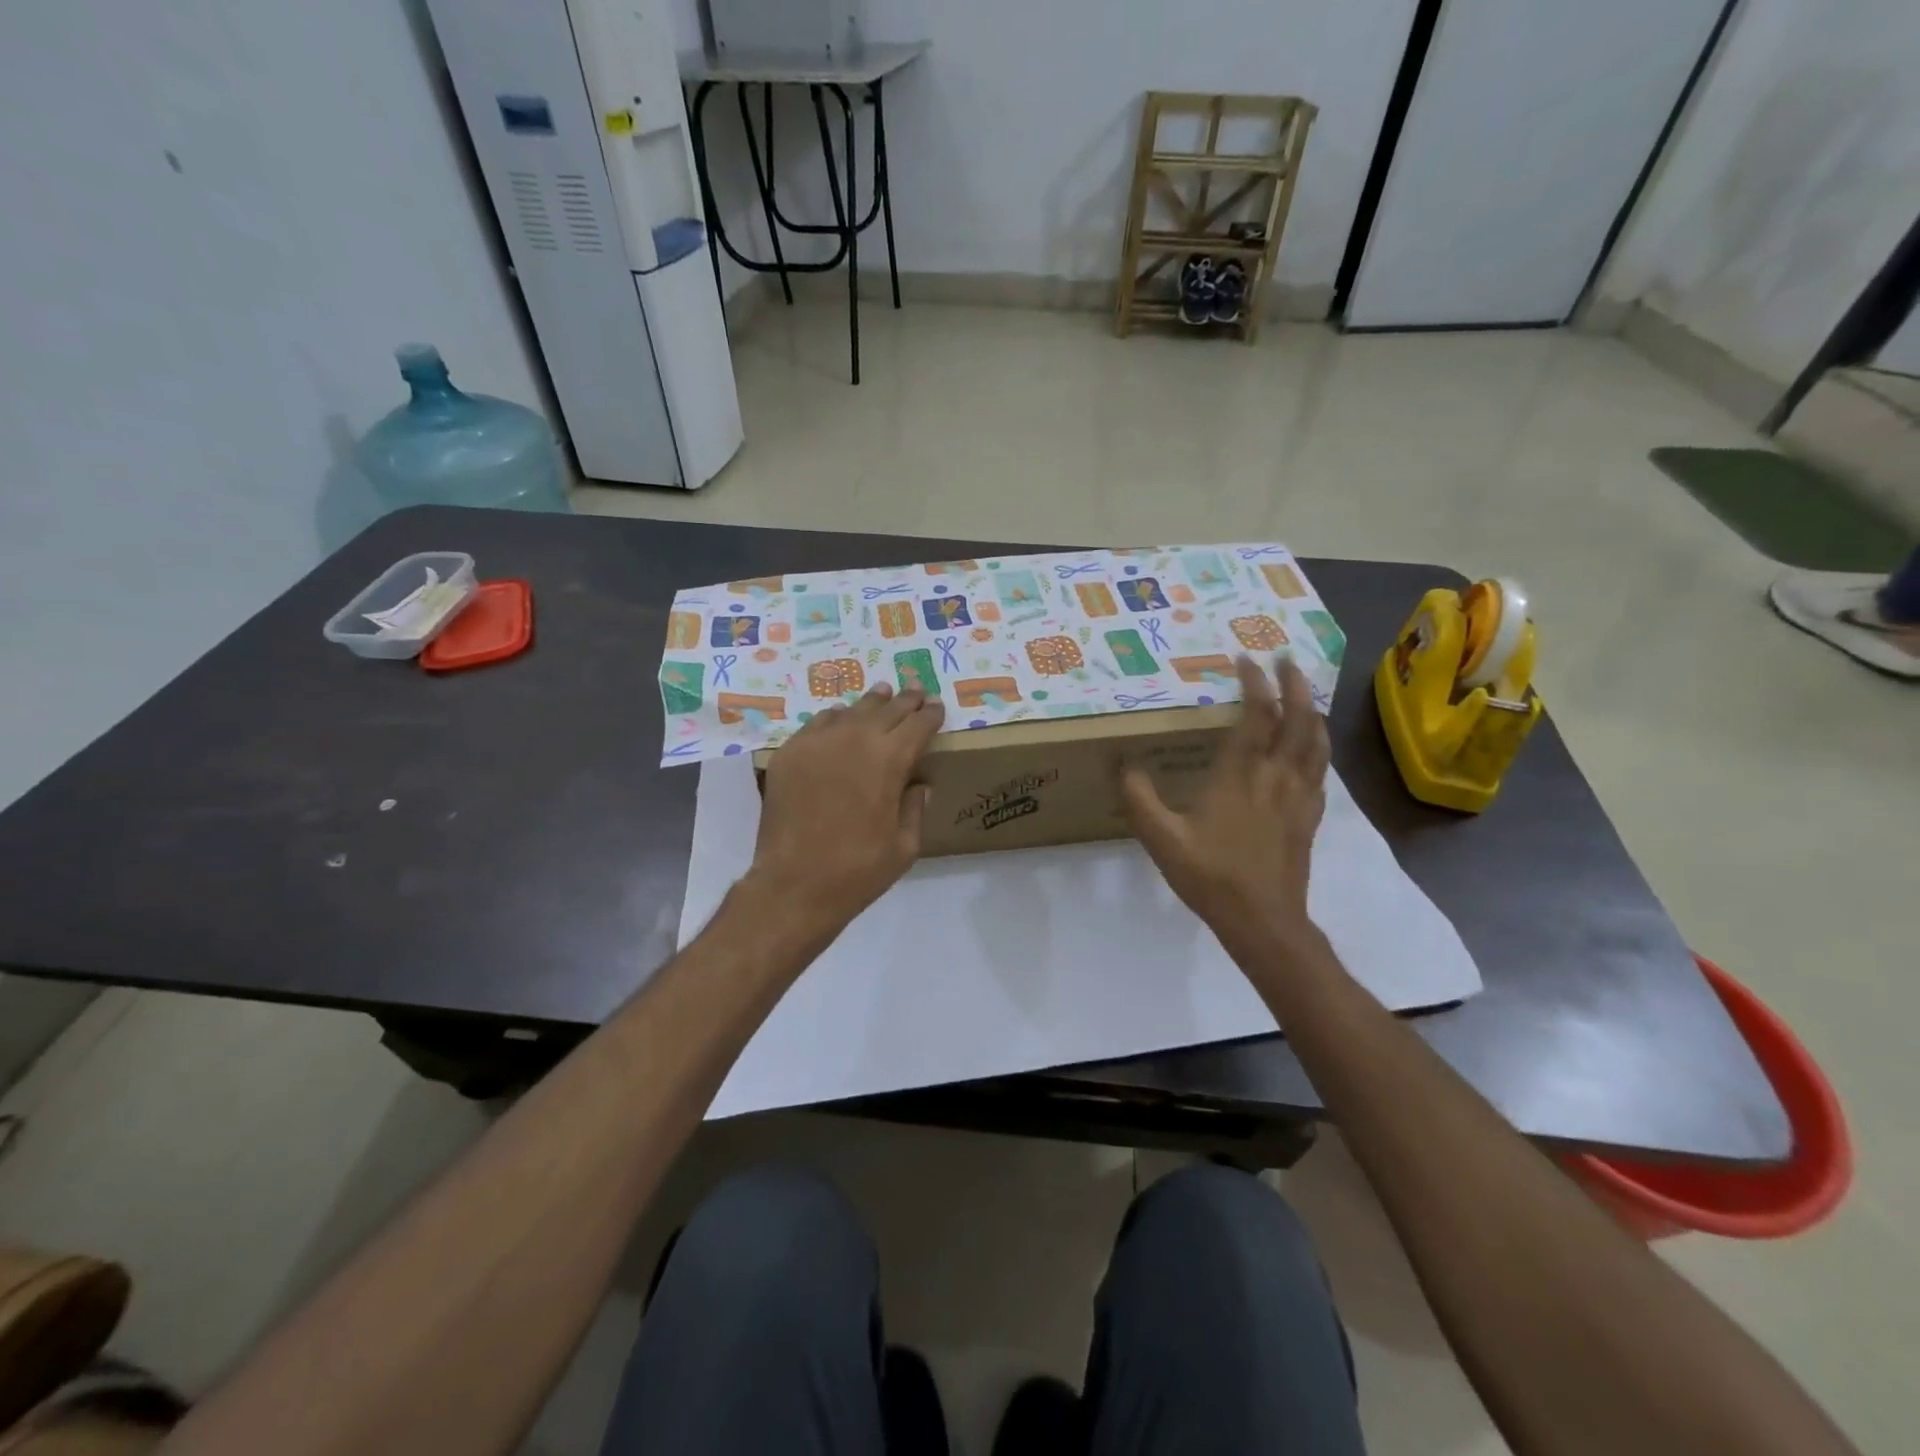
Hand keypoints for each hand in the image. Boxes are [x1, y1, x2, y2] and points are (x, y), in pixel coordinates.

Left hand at [747, 682, 945, 931]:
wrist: (794, 885)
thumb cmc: (858, 871)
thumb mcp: (904, 847)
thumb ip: (915, 808)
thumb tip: (920, 784)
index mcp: (889, 760)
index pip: (917, 724)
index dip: (930, 715)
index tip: (937, 708)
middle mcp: (854, 739)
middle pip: (886, 709)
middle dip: (905, 700)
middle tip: (915, 691)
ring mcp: (817, 742)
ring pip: (851, 710)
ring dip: (871, 704)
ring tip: (882, 695)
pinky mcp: (789, 753)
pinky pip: (818, 723)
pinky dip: (836, 718)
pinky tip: (841, 720)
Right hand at [1120, 655, 1329, 951]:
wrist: (1263, 921)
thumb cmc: (1210, 876)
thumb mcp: (1161, 838)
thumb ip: (1138, 797)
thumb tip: (1122, 762)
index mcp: (1240, 774)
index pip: (1257, 714)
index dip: (1254, 683)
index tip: (1244, 660)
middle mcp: (1276, 776)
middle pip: (1298, 719)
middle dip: (1293, 684)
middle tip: (1285, 660)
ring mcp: (1299, 796)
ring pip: (1316, 742)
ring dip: (1312, 710)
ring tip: (1305, 694)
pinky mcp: (1309, 817)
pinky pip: (1321, 771)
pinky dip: (1318, 748)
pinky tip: (1312, 750)